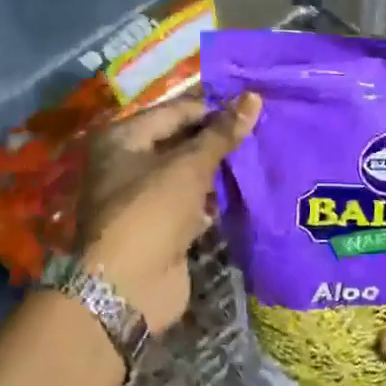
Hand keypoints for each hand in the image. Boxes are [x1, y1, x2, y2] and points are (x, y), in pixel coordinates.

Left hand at [75, 93, 260, 330]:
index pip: (175, 111)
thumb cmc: (152, 212)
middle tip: (262, 129)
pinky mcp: (162, 226)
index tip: (252, 107)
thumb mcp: (188, 167)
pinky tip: (248, 189)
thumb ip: (222, 133)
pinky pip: (193, 202)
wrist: (128, 288)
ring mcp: (145, 197)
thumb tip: (254, 97)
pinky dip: (214, 198)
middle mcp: (128, 162)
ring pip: (189, 173)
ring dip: (220, 169)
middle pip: (181, 140)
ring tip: (262, 154)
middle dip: (219, 139)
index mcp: (123, 138)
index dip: (213, 108)